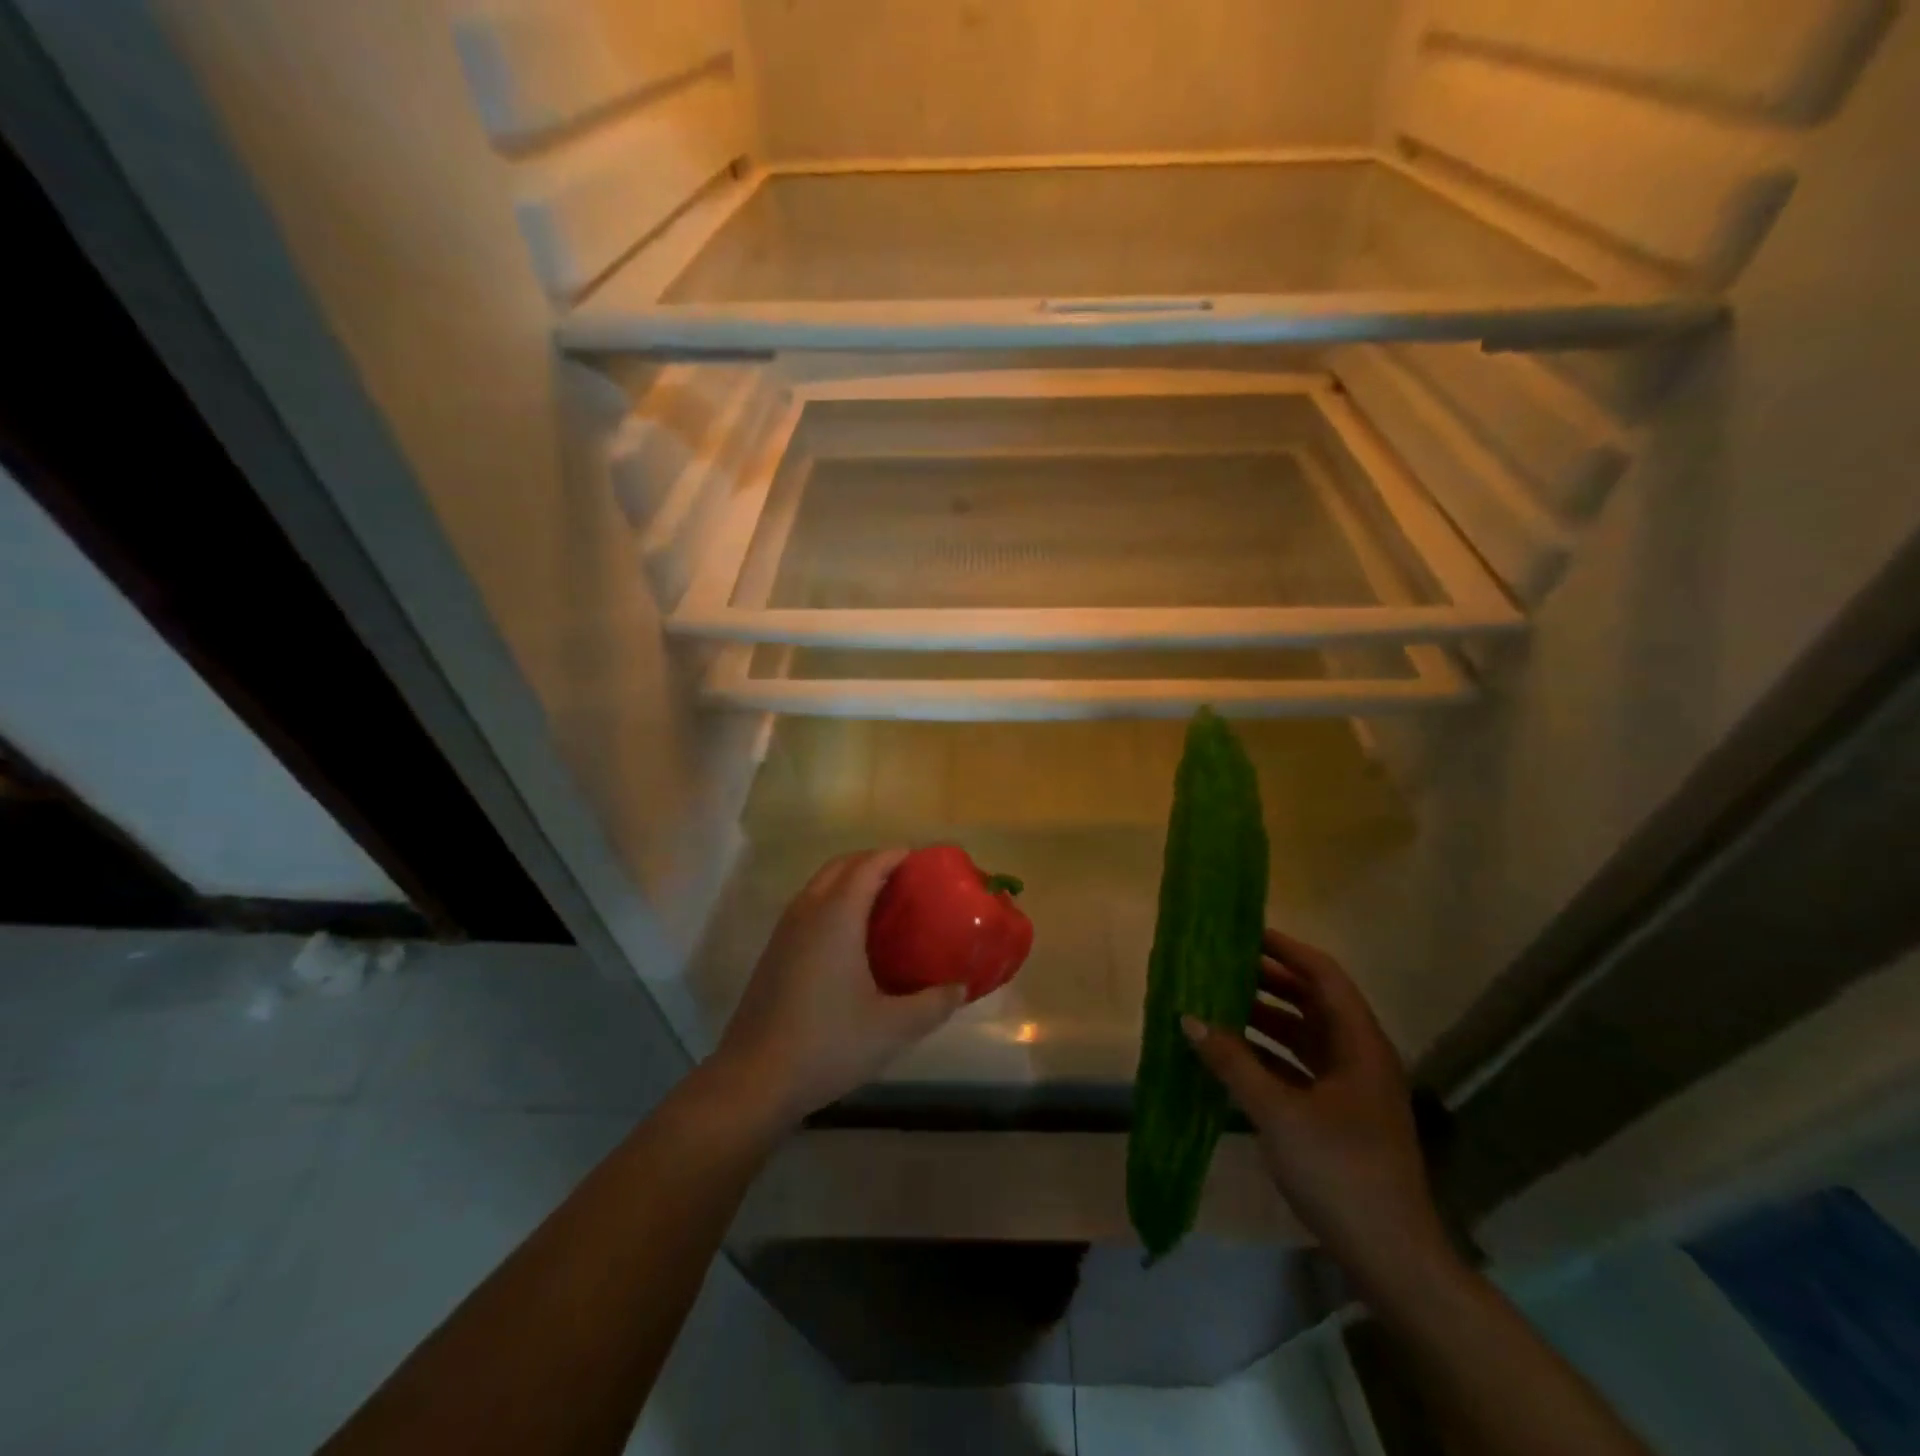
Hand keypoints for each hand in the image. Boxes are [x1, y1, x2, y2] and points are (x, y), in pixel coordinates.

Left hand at [713, 849, 965, 1126]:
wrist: (753, 1080)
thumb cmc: (828, 1044)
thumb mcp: (892, 1028)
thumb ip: (933, 1004)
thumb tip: (961, 987)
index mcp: (837, 916)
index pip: (868, 865)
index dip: (896, 855)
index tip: (924, 860)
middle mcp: (808, 912)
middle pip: (841, 865)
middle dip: (873, 861)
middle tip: (907, 879)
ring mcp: (785, 931)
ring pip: (820, 884)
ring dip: (850, 880)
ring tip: (883, 903)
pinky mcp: (774, 952)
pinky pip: (808, 907)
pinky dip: (833, 902)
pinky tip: (851, 939)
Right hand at [1182, 929, 1456, 1297]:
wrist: (1391, 1257)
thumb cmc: (1340, 1171)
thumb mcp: (1279, 1113)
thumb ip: (1232, 1062)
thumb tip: (1188, 1018)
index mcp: (1359, 1044)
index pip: (1323, 976)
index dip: (1287, 950)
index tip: (1245, 933)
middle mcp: (1359, 1057)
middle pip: (1313, 1002)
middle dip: (1269, 981)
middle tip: (1222, 965)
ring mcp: (1350, 1089)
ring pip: (1304, 1036)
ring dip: (1265, 1018)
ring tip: (1218, 1003)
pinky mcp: (1339, 1116)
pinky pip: (1299, 1067)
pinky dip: (1268, 1055)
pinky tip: (1233, 1055)